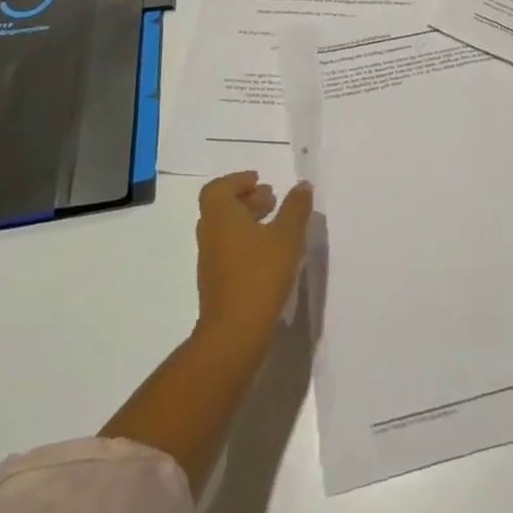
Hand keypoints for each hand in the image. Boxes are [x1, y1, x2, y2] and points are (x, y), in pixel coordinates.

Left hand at [195, 171, 313, 342]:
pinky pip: (228, 249)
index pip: (218, 188)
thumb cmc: (260, 274)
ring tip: (276, 225)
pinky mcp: (216, 281)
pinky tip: (270, 253)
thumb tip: (302, 185)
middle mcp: (210, 234)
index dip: (238, 180)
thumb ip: (296, 207)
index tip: (261, 181)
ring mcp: (211, 260)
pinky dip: (246, 241)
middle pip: (221, 207)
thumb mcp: (287, 236)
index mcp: (221, 217)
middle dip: (246, 198)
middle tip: (272, 199)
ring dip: (247, 220)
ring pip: (225, 229)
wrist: (234, 332)